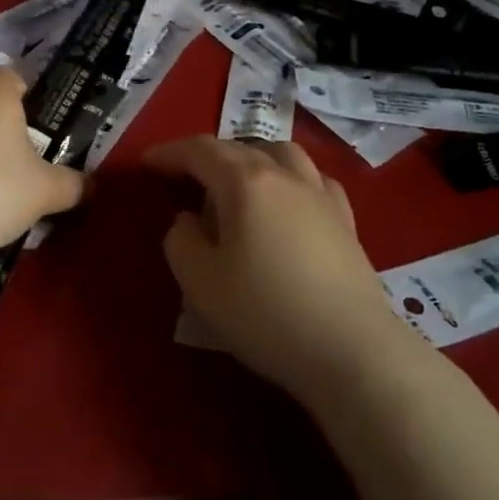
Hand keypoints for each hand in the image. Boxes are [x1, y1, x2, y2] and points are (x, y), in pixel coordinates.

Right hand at [145, 137, 399, 400]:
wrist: (352, 351)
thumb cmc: (265, 312)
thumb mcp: (200, 281)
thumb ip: (181, 240)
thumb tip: (189, 221)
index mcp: (245, 181)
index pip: (200, 150)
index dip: (169, 154)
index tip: (146, 164)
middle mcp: (285, 175)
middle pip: (240, 147)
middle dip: (207, 157)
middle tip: (185, 180)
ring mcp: (321, 195)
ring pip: (282, 154)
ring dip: (252, 158)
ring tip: (236, 184)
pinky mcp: (346, 222)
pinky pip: (312, 180)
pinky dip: (288, 179)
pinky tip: (286, 203)